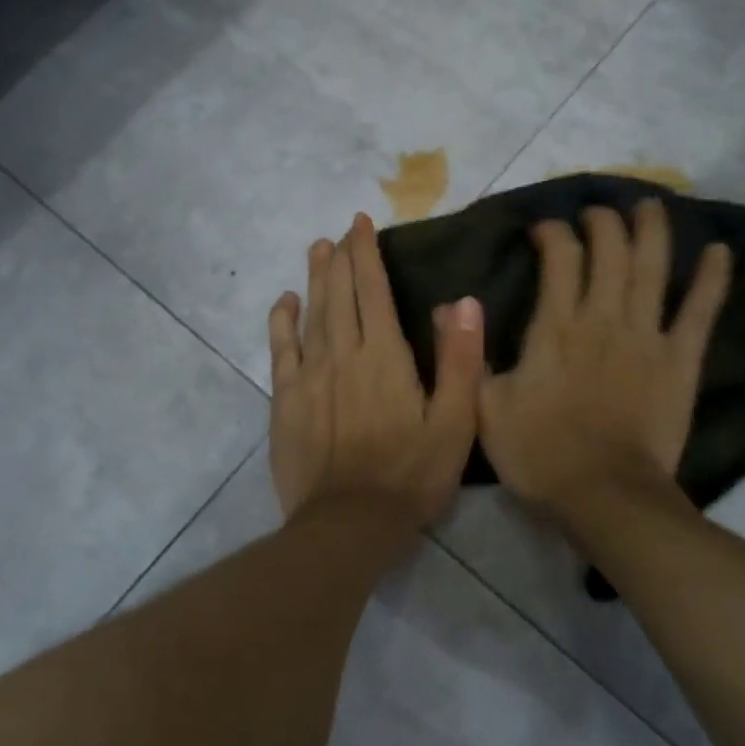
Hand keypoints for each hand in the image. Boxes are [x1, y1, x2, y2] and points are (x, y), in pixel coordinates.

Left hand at [268, 213, 484, 529]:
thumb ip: (460, 360)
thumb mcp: (455, 423)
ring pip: (311, 313)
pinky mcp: (286, 399)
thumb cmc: (410, 474)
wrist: (349, 523)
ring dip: (314, 278)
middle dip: (340, 257)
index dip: (366, 253)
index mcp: (385, 356)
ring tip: (317, 248)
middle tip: (341, 230)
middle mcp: (343, 353)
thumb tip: (463, 302)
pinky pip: (282, 349)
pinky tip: (285, 302)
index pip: (373, 290)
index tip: (361, 223)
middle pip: (339, 293)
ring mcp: (310, 375)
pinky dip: (282, 321)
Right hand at [479, 200, 730, 520]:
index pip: (559, 259)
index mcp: (555, 328)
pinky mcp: (680, 360)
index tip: (544, 228)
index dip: (552, 232)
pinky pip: (699, 312)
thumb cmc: (539, 454)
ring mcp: (646, 336)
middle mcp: (602, 319)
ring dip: (653, 230)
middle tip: (597, 210)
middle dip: (603, 221)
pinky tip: (718, 251)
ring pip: (652, 268)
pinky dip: (711, 280)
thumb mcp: (485, 408)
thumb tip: (451, 308)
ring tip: (651, 203)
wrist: (603, 496)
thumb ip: (471, 355)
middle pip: (609, 251)